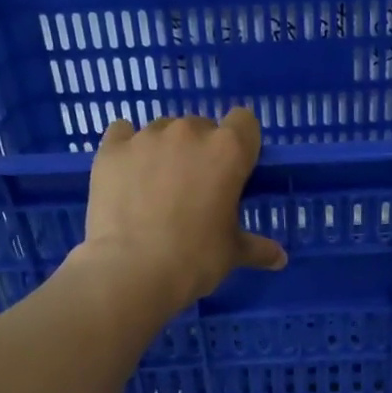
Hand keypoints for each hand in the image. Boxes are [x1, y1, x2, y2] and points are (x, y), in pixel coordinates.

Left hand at [78, 108, 286, 311]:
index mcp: (228, 151)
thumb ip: (257, 248)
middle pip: (202, 127)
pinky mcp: (111, 149)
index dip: (241, 144)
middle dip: (201, 151)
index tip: (234, 171)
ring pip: (162, 130)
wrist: (132, 270)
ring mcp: (147, 137)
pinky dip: (127, 149)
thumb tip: (280, 258)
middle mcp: (189, 132)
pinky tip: (127, 174)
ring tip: (156, 187)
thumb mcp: (233, 254)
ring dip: (165, 150)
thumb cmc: (195, 259)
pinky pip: (122, 133)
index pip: (245, 122)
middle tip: (194, 189)